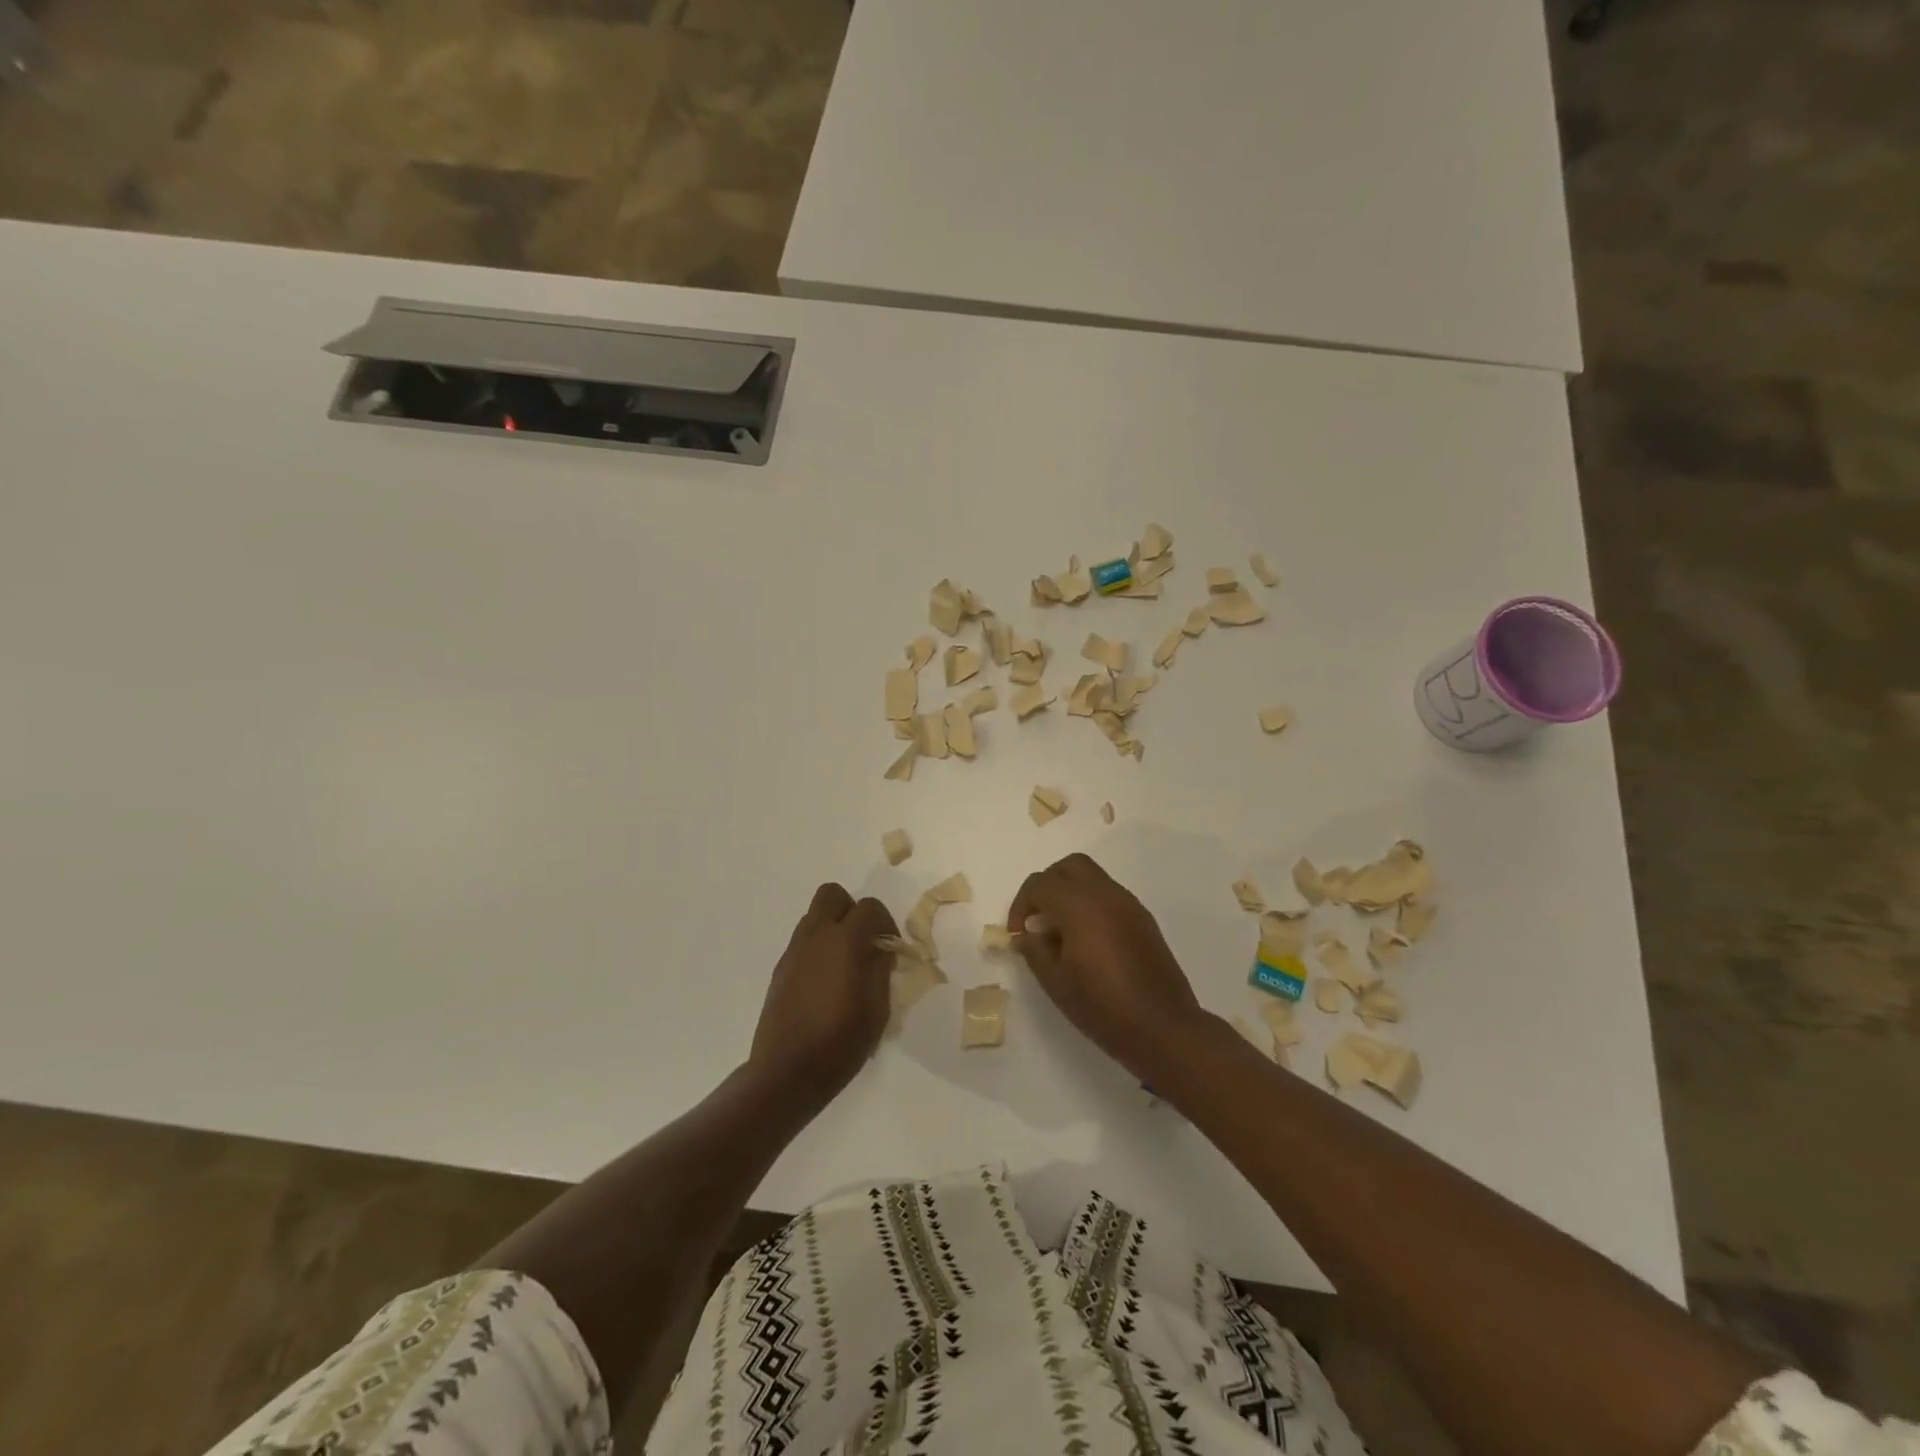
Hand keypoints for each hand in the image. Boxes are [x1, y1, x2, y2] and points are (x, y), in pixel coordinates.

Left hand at [750, 883, 898, 1107]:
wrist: (787, 1072)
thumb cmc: (840, 1042)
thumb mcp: (877, 1008)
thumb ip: (881, 968)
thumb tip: (880, 948)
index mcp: (844, 941)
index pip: (869, 907)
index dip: (886, 922)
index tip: (891, 948)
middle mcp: (816, 936)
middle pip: (832, 895)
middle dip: (852, 909)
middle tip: (865, 940)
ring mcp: (794, 951)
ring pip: (814, 916)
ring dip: (833, 927)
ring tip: (846, 964)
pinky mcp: (780, 969)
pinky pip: (803, 941)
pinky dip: (819, 948)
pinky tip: (827, 982)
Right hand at [1009, 854, 1207, 1081]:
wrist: (1162, 1028)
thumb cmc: (1102, 1007)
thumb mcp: (1055, 982)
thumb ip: (1034, 950)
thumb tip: (1025, 934)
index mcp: (1080, 906)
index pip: (1040, 884)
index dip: (1021, 905)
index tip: (1018, 934)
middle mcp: (1106, 895)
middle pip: (1069, 867)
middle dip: (1047, 885)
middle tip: (1038, 918)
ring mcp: (1129, 905)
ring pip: (1093, 877)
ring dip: (1070, 893)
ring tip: (1061, 932)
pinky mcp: (1144, 919)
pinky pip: (1110, 895)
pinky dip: (1091, 904)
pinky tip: (1087, 940)